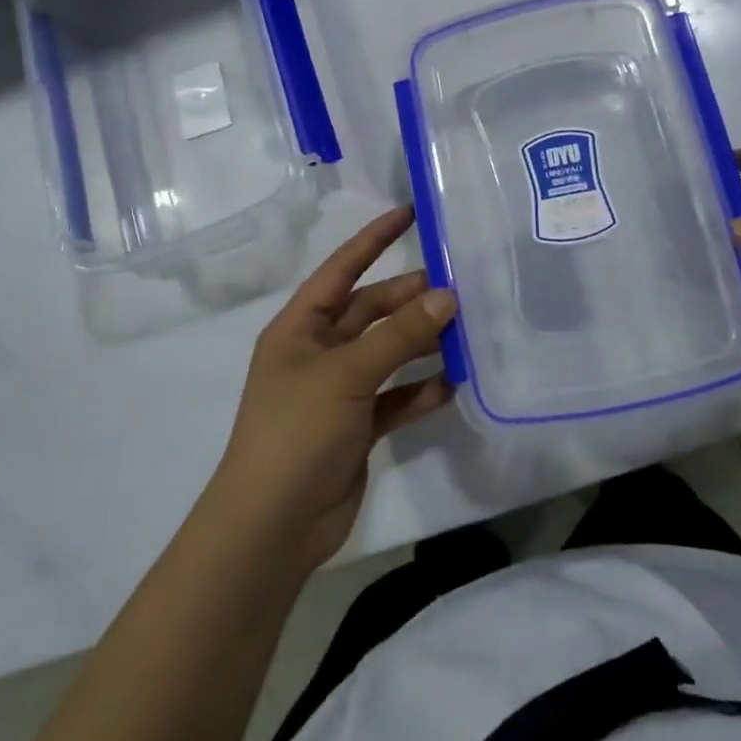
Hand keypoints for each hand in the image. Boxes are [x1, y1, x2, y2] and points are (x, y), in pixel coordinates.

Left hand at [212, 207, 455, 569]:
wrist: (273, 527)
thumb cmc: (297, 432)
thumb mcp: (347, 374)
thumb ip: (398, 335)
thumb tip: (447, 296)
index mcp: (300, 327)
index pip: (342, 269)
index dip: (374, 239)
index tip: (411, 213)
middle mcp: (318, 352)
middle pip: (371, 312)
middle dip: (411, 299)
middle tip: (460, 287)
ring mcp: (339, 391)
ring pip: (388, 354)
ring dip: (422, 344)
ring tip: (467, 331)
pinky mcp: (357, 427)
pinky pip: (395, 398)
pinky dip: (420, 391)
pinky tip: (454, 384)